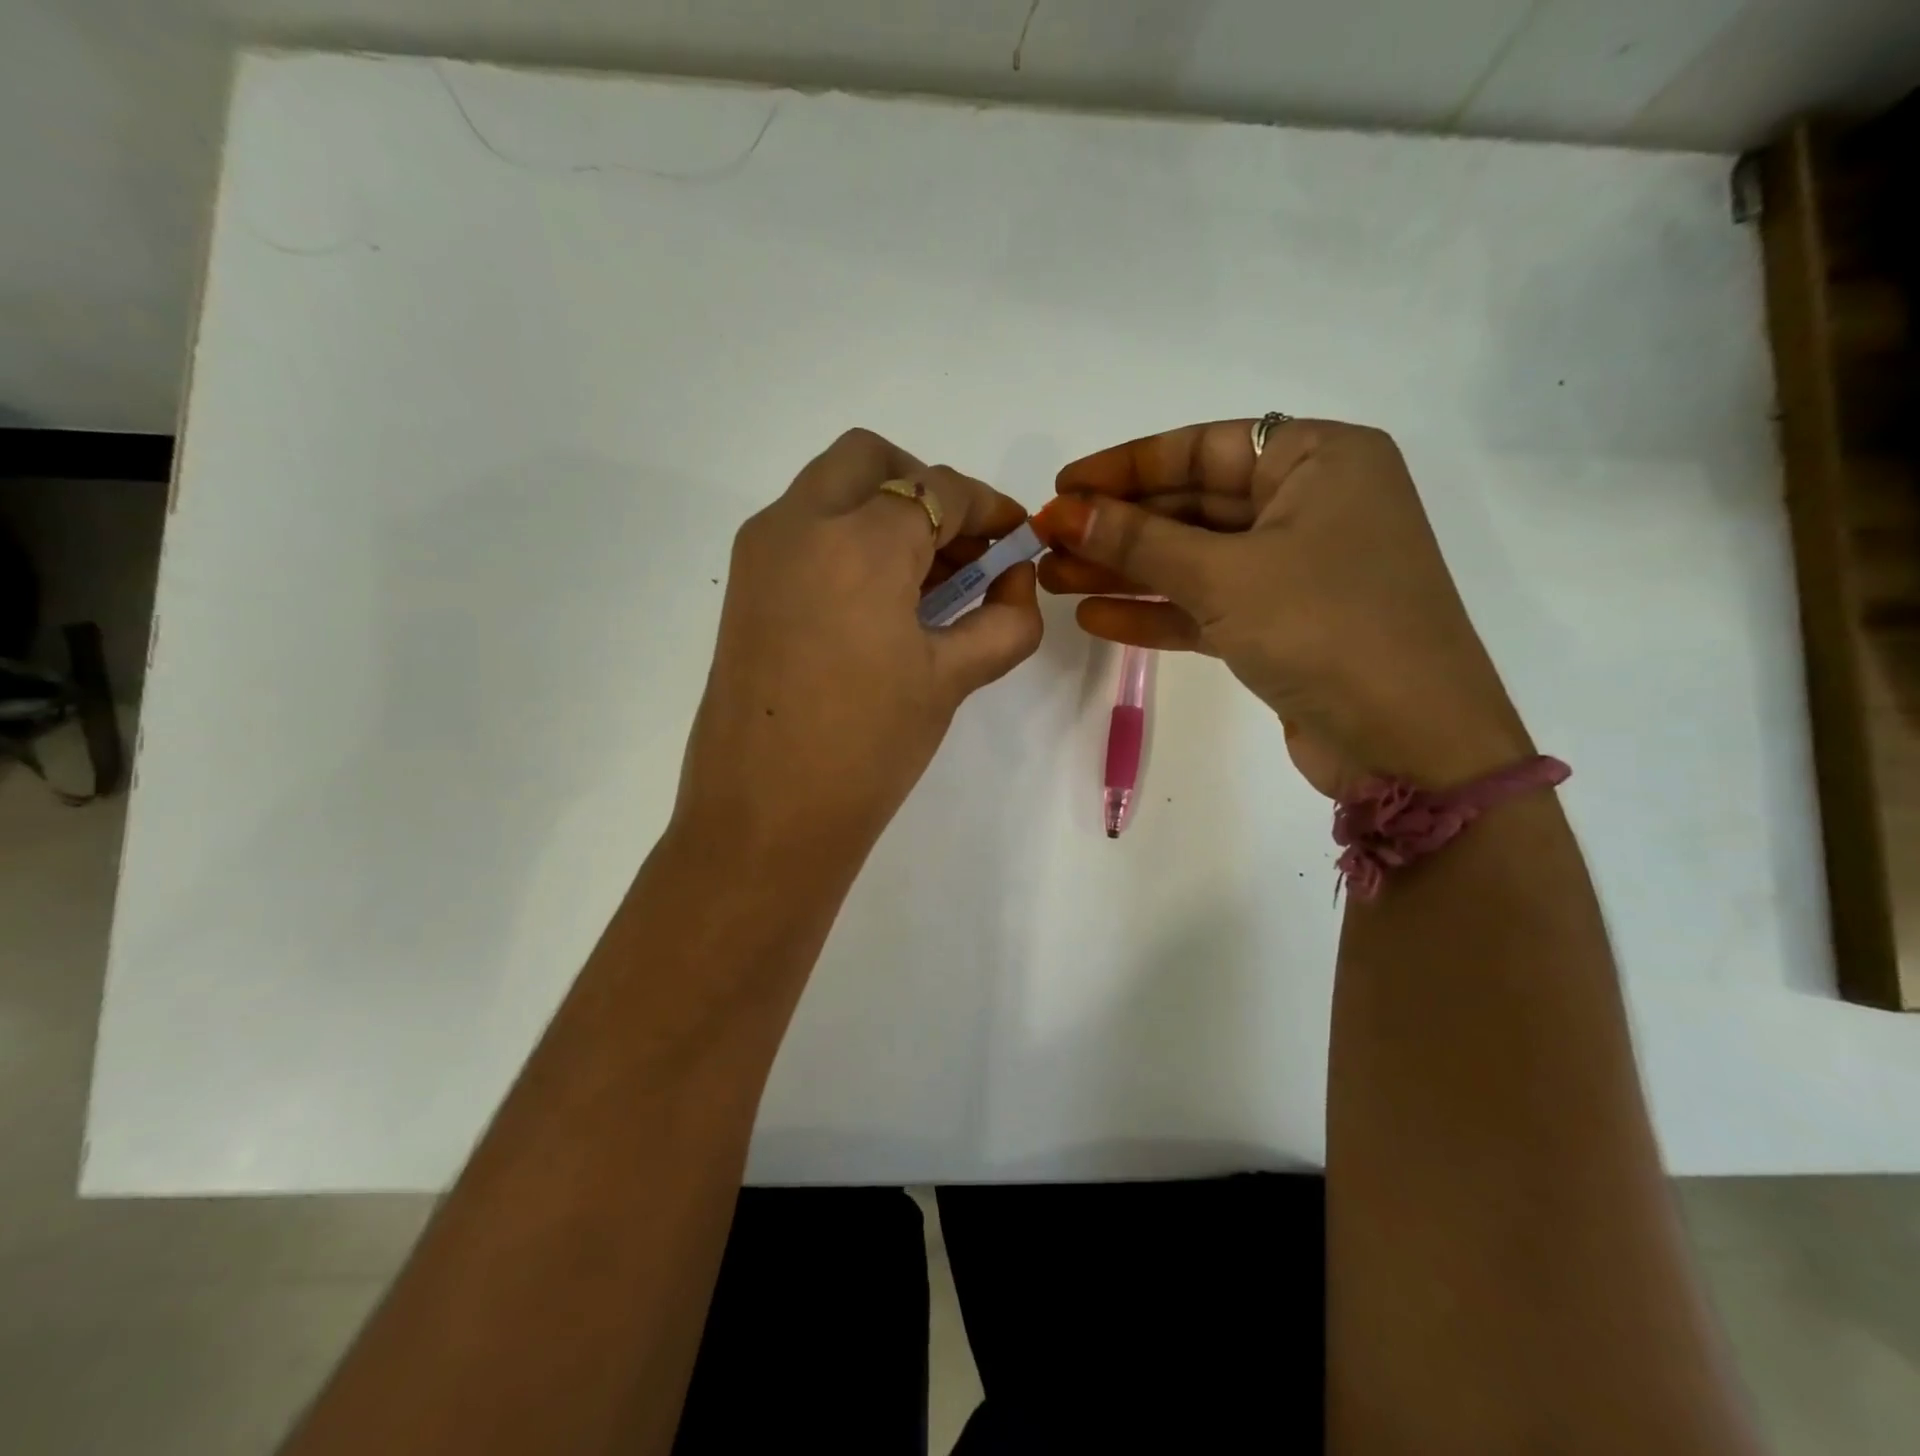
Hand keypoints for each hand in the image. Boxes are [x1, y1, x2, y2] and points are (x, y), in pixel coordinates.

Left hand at [675, 428, 1043, 870]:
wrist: (764, 818)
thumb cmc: (867, 749)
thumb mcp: (950, 680)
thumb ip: (1003, 622)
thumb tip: (1018, 584)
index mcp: (858, 543)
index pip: (936, 491)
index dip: (987, 507)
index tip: (1014, 536)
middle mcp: (799, 525)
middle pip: (871, 462)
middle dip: (926, 488)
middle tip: (961, 546)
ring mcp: (761, 552)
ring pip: (831, 490)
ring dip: (884, 512)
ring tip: (928, 579)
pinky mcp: (744, 586)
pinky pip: (804, 530)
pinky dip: (847, 538)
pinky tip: (881, 601)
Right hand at [1036, 418, 1528, 796]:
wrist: (1409, 745)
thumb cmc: (1328, 629)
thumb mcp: (1226, 575)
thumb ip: (1140, 542)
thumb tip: (1064, 513)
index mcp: (1320, 460)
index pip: (1204, 447)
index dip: (1126, 467)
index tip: (1063, 485)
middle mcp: (1311, 504)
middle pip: (1194, 505)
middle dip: (1118, 528)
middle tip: (1046, 542)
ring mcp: (1297, 569)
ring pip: (1194, 559)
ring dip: (1125, 571)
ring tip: (1053, 580)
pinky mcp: (1281, 624)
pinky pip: (1207, 604)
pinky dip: (1156, 611)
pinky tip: (1095, 618)